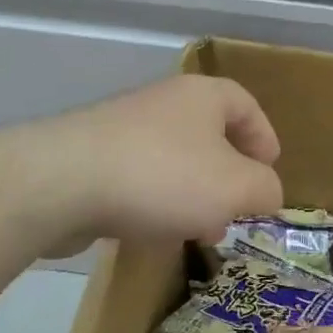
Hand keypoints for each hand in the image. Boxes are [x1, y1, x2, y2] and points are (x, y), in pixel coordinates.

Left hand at [29, 75, 283, 250]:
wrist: (62, 183)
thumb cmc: (164, 176)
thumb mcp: (235, 188)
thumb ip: (265, 190)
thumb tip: (268, 194)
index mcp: (202, 96)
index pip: (246, 105)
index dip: (264, 138)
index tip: (270, 172)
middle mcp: (163, 103)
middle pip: (209, 136)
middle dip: (228, 177)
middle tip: (237, 211)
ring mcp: (123, 130)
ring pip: (174, 162)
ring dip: (193, 196)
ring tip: (199, 233)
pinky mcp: (92, 159)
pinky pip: (139, 180)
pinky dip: (155, 204)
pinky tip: (154, 235)